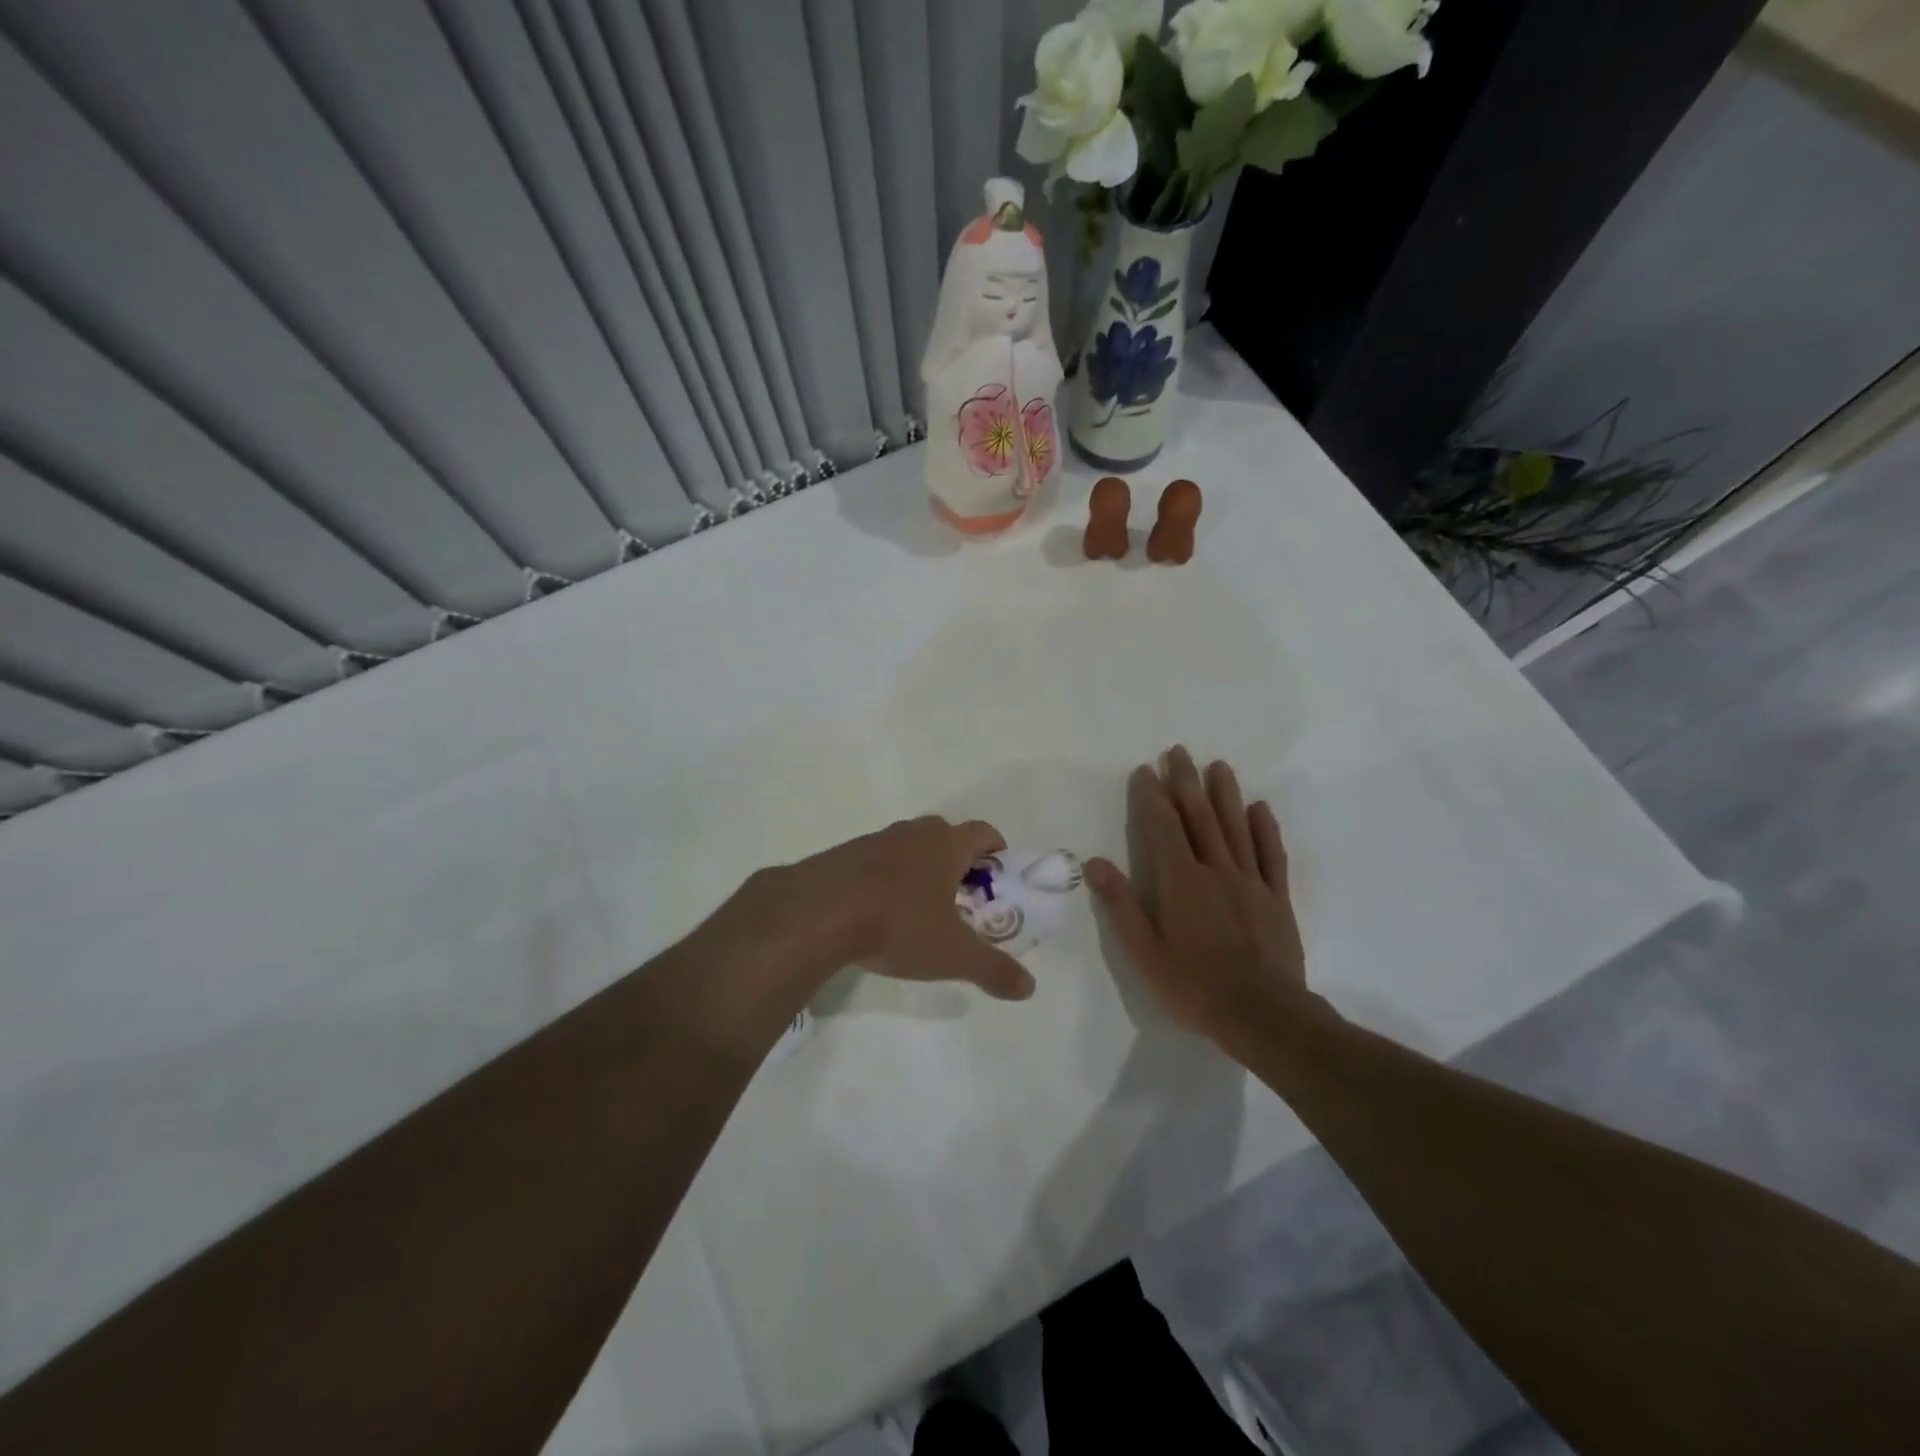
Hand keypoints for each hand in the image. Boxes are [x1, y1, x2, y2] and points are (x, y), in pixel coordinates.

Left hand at [720, 816, 1036, 1003]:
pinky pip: (874, 860)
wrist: (818, 912)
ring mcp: (874, 840)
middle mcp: (913, 833)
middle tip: (961, 895)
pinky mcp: (842, 855)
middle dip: (957, 859)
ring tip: (917, 907)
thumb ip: (993, 969)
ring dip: (918, 867)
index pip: (982, 831)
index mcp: (946, 845)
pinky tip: (876, 911)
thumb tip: (1029, 987)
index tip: (997, 873)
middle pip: (944, 834)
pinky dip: (883, 877)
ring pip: (907, 845)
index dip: (995, 848)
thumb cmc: (898, 924)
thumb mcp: (953, 955)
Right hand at [1085, 747, 1315, 1047]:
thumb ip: (1121, 904)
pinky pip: (1271, 856)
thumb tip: (1095, 862)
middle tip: (1180, 751)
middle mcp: (1215, 870)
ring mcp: (1250, 882)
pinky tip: (1260, 808)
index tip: (1146, 770)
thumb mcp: (1144, 952)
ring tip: (1219, 766)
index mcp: (1180, 881)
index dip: (1153, 796)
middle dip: (1187, 782)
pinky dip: (1266, 829)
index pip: (1163, 827)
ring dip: (1225, 795)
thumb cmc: (1194, 985)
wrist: (1263, 1015)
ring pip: (1236, 828)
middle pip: (1199, 817)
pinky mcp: (1276, 898)